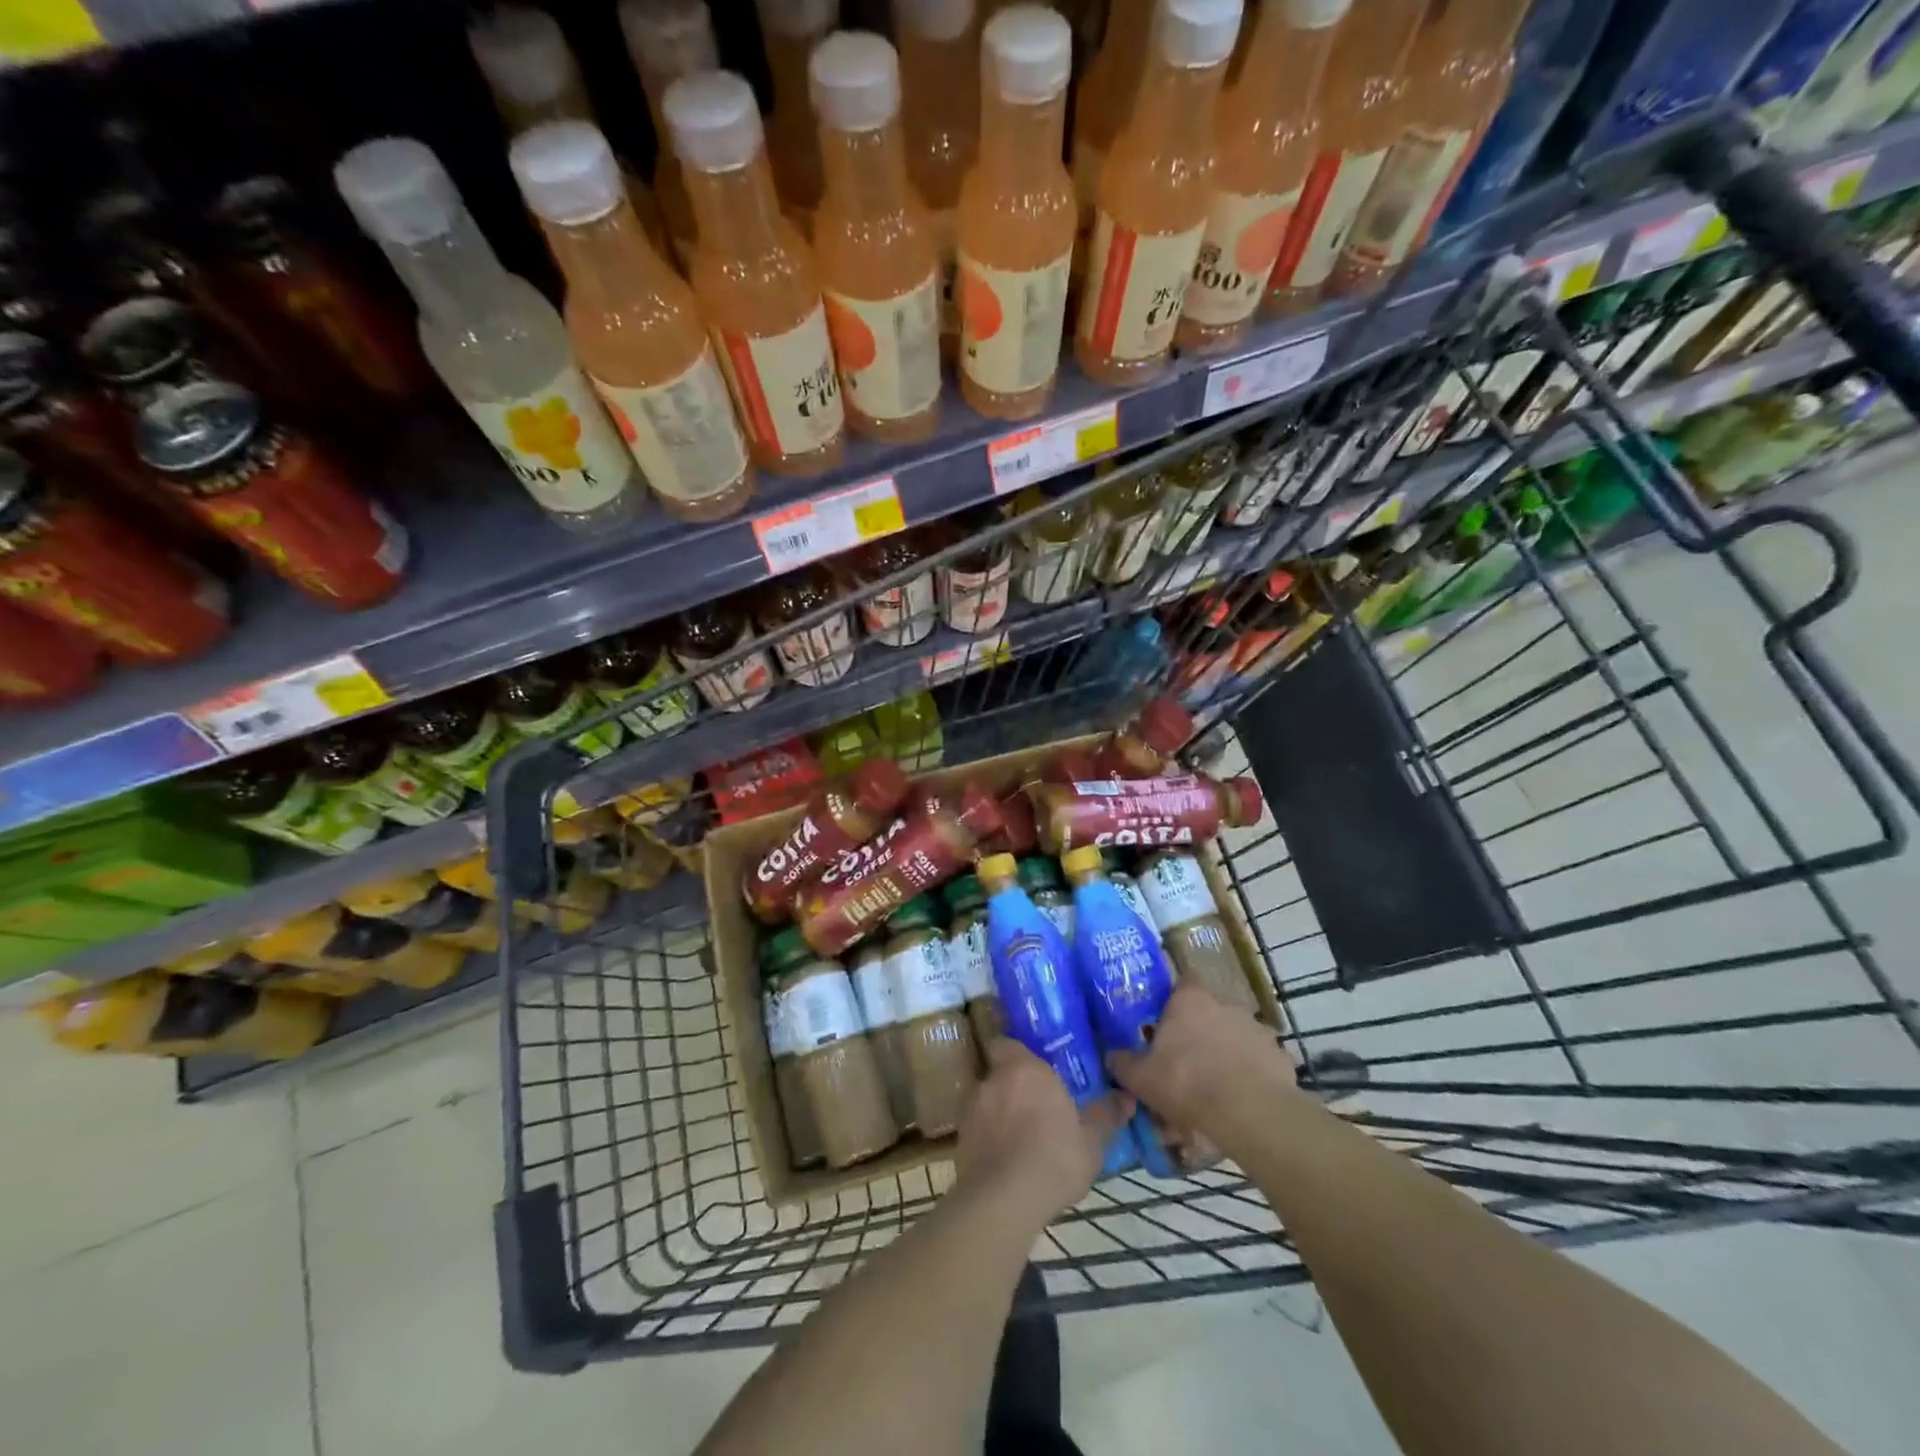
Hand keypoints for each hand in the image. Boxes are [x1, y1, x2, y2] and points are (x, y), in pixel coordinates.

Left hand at [955, 1039, 1133, 1227]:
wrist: (1005, 1200)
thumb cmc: (1055, 1157)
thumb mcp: (1091, 1141)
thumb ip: (1105, 1116)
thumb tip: (1126, 1098)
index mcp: (1024, 1069)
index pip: (1007, 1044)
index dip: (1016, 1054)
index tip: (1032, 1068)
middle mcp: (992, 1080)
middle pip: (998, 1074)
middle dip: (1012, 1087)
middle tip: (1034, 1106)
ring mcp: (971, 1110)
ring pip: (986, 1103)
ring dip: (999, 1114)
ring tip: (1020, 1138)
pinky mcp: (960, 1141)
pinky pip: (977, 1131)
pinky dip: (989, 1140)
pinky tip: (1006, 1162)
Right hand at [1106, 983, 1291, 1144]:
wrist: (1246, 1112)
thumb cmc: (1185, 1082)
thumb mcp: (1140, 1077)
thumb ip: (1123, 1062)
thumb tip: (1112, 1056)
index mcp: (1189, 1000)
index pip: (1182, 984)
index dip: (1174, 1002)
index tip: (1166, 1022)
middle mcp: (1226, 1004)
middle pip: (1210, 1011)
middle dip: (1201, 1030)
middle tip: (1188, 1058)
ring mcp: (1257, 1029)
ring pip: (1237, 1035)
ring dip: (1229, 1051)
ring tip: (1218, 1083)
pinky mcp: (1280, 1056)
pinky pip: (1261, 1061)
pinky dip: (1254, 1074)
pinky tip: (1244, 1098)